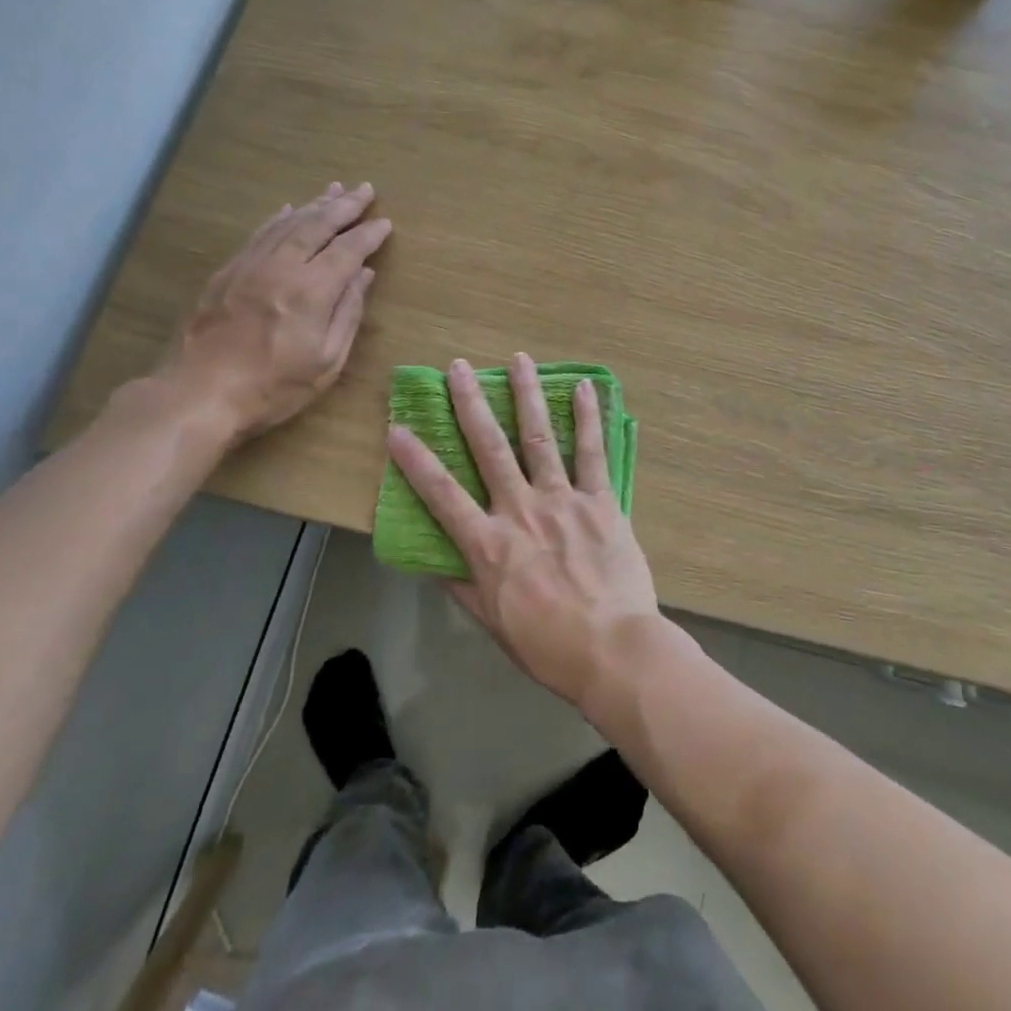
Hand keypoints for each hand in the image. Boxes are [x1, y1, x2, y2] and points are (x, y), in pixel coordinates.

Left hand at [151, 183, 391, 440]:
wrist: (199, 395)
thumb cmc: (273, 388)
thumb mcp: (326, 362)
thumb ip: (348, 314)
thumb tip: (364, 276)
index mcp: (312, 291)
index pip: (348, 250)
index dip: (368, 234)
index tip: (384, 222)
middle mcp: (281, 268)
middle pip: (317, 225)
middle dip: (344, 206)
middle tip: (365, 189)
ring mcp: (250, 266)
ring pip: (287, 224)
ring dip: (314, 205)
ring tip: (334, 190)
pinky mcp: (227, 273)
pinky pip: (259, 234)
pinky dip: (279, 218)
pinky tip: (289, 209)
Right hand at [388, 353, 661, 712]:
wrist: (613, 650)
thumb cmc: (548, 645)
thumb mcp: (493, 623)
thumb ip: (464, 586)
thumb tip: (436, 561)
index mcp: (489, 544)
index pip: (442, 495)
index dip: (416, 461)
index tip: (398, 427)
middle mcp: (520, 510)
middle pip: (489, 449)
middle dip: (470, 404)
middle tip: (459, 368)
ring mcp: (562, 500)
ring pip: (539, 437)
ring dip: (527, 395)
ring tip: (518, 360)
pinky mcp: (600, 500)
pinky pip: (592, 452)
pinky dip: (588, 418)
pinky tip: (585, 388)